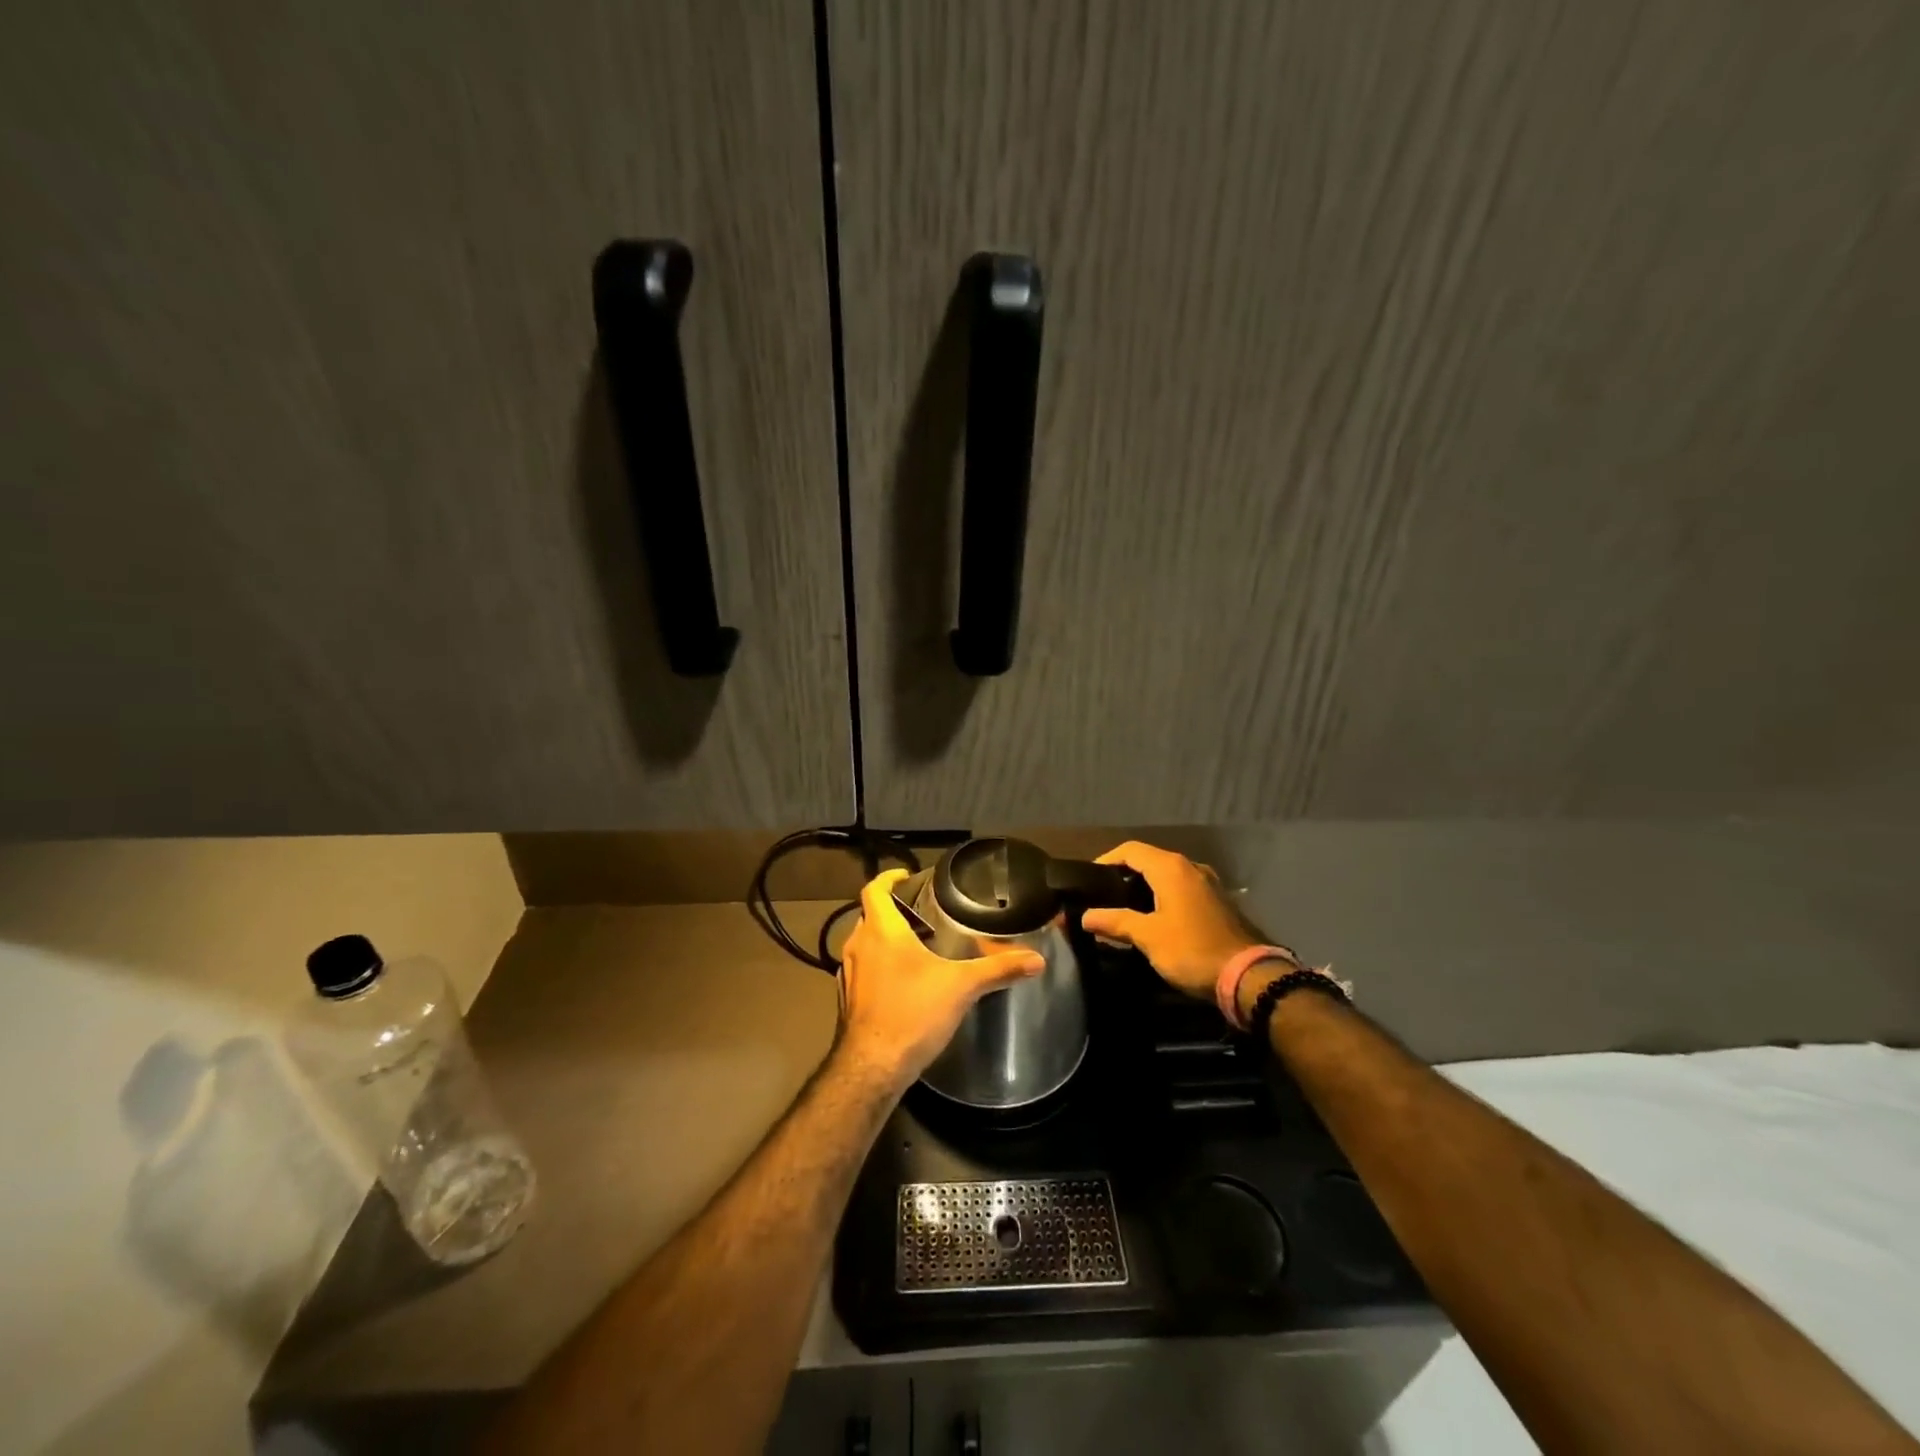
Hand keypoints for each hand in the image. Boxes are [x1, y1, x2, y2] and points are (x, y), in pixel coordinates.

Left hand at [835, 869, 1045, 1089]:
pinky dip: (879, 966)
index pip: (874, 889)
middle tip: (922, 913)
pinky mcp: (847, 1000)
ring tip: (916, 945)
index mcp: (881, 931)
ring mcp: (848, 974)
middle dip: (892, 910)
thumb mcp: (962, 986)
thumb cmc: (913, 1012)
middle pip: (870, 915)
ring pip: (864, 944)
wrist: (872, 1067)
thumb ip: (998, 969)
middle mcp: (858, 946)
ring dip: (884, 940)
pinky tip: (903, 982)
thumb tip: (1037, 960)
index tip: (906, 876)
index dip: (888, 878)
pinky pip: (862, 970)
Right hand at [1079, 841, 1270, 999]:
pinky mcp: (1217, 902)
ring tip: (1123, 909)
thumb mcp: (1148, 936)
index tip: (1088, 879)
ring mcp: (1208, 884)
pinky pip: (1182, 889)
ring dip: (1144, 887)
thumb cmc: (1192, 950)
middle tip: (1102, 896)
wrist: (1249, 976)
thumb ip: (1114, 922)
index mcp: (1171, 868)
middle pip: (1149, 860)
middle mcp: (1190, 867)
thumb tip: (1085, 916)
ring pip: (1167, 875)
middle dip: (1123, 875)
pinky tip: (1153, 919)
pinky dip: (1162, 897)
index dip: (1106, 860)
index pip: (1130, 850)